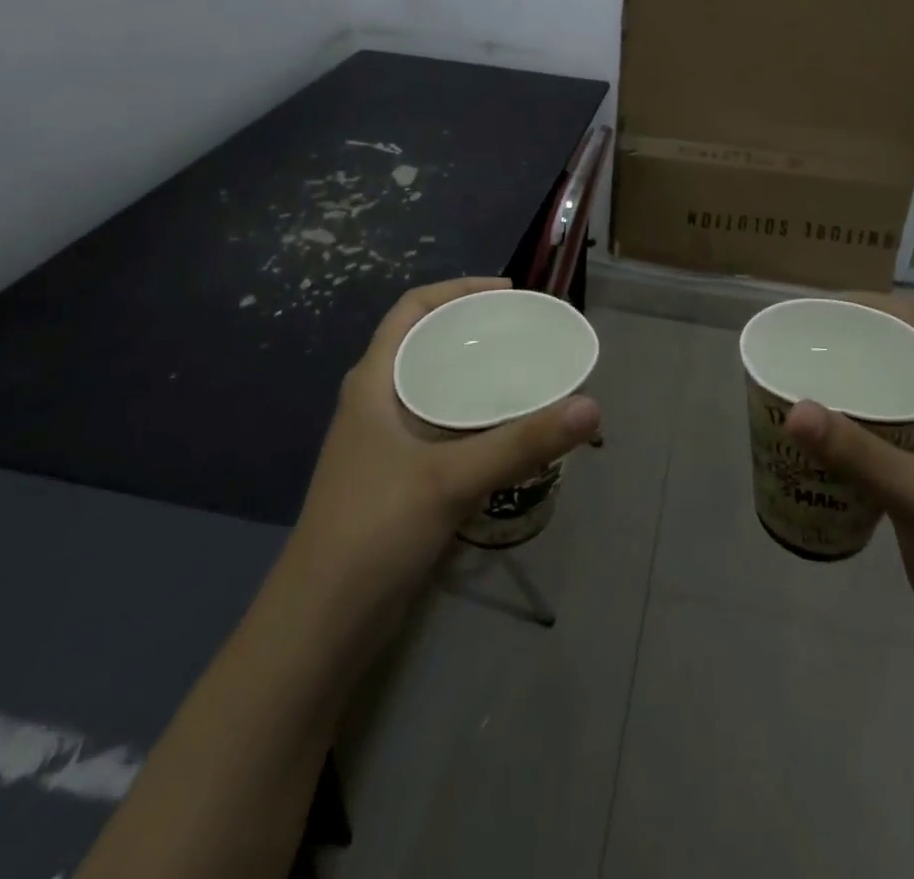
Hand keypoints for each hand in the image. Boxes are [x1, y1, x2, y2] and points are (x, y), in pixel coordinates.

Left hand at [289, 278, 601, 630]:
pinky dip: (473, 415)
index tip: (508, 292)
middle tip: (526, 332)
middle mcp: (376, 402)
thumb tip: (592, 407)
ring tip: (524, 372)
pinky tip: (506, 431)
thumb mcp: (451, 479)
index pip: (411, 309)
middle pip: (426, 343)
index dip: (457, 289)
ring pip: (434, 386)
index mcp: (374, 382)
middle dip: (473, 330)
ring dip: (474, 374)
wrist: (321, 624)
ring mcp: (383, 442)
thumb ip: (522, 443)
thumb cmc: (374, 530)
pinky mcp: (396, 476)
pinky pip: (440, 425)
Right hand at [785, 292, 913, 658]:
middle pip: (891, 354)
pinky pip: (872, 434)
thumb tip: (794, 407)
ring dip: (842, 385)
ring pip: (880, 395)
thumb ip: (856, 452)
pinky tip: (813, 439)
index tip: (819, 311)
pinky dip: (842, 427)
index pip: (913, 324)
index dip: (869, 305)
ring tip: (794, 383)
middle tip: (795, 347)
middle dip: (845, 343)